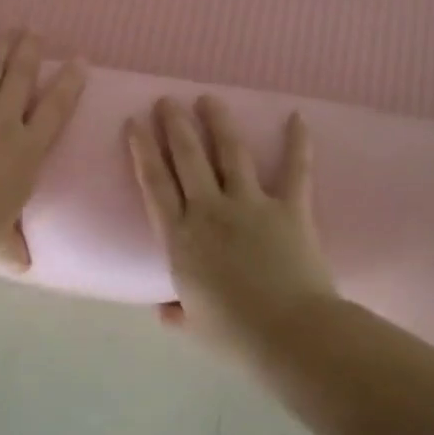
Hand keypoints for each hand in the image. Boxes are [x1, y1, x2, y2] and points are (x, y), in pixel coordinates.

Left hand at [0, 27, 86, 270]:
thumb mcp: (0, 241)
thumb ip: (13, 246)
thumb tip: (25, 265)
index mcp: (27, 150)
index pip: (56, 110)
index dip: (70, 83)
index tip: (81, 60)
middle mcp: (3, 119)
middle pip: (23, 78)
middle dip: (32, 52)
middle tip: (37, 32)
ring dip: (1, 44)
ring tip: (11, 28)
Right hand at [126, 96, 335, 357]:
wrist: (290, 335)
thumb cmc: (235, 336)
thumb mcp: (196, 326)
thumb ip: (177, 313)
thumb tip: (163, 311)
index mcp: (180, 239)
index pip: (154, 184)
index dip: (142, 150)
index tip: (134, 122)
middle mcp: (210, 211)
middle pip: (187, 158)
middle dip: (175, 125)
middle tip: (167, 100)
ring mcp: (251, 205)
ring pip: (231, 152)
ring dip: (219, 121)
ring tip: (209, 98)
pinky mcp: (290, 208)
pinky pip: (296, 170)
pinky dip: (298, 143)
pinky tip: (297, 117)